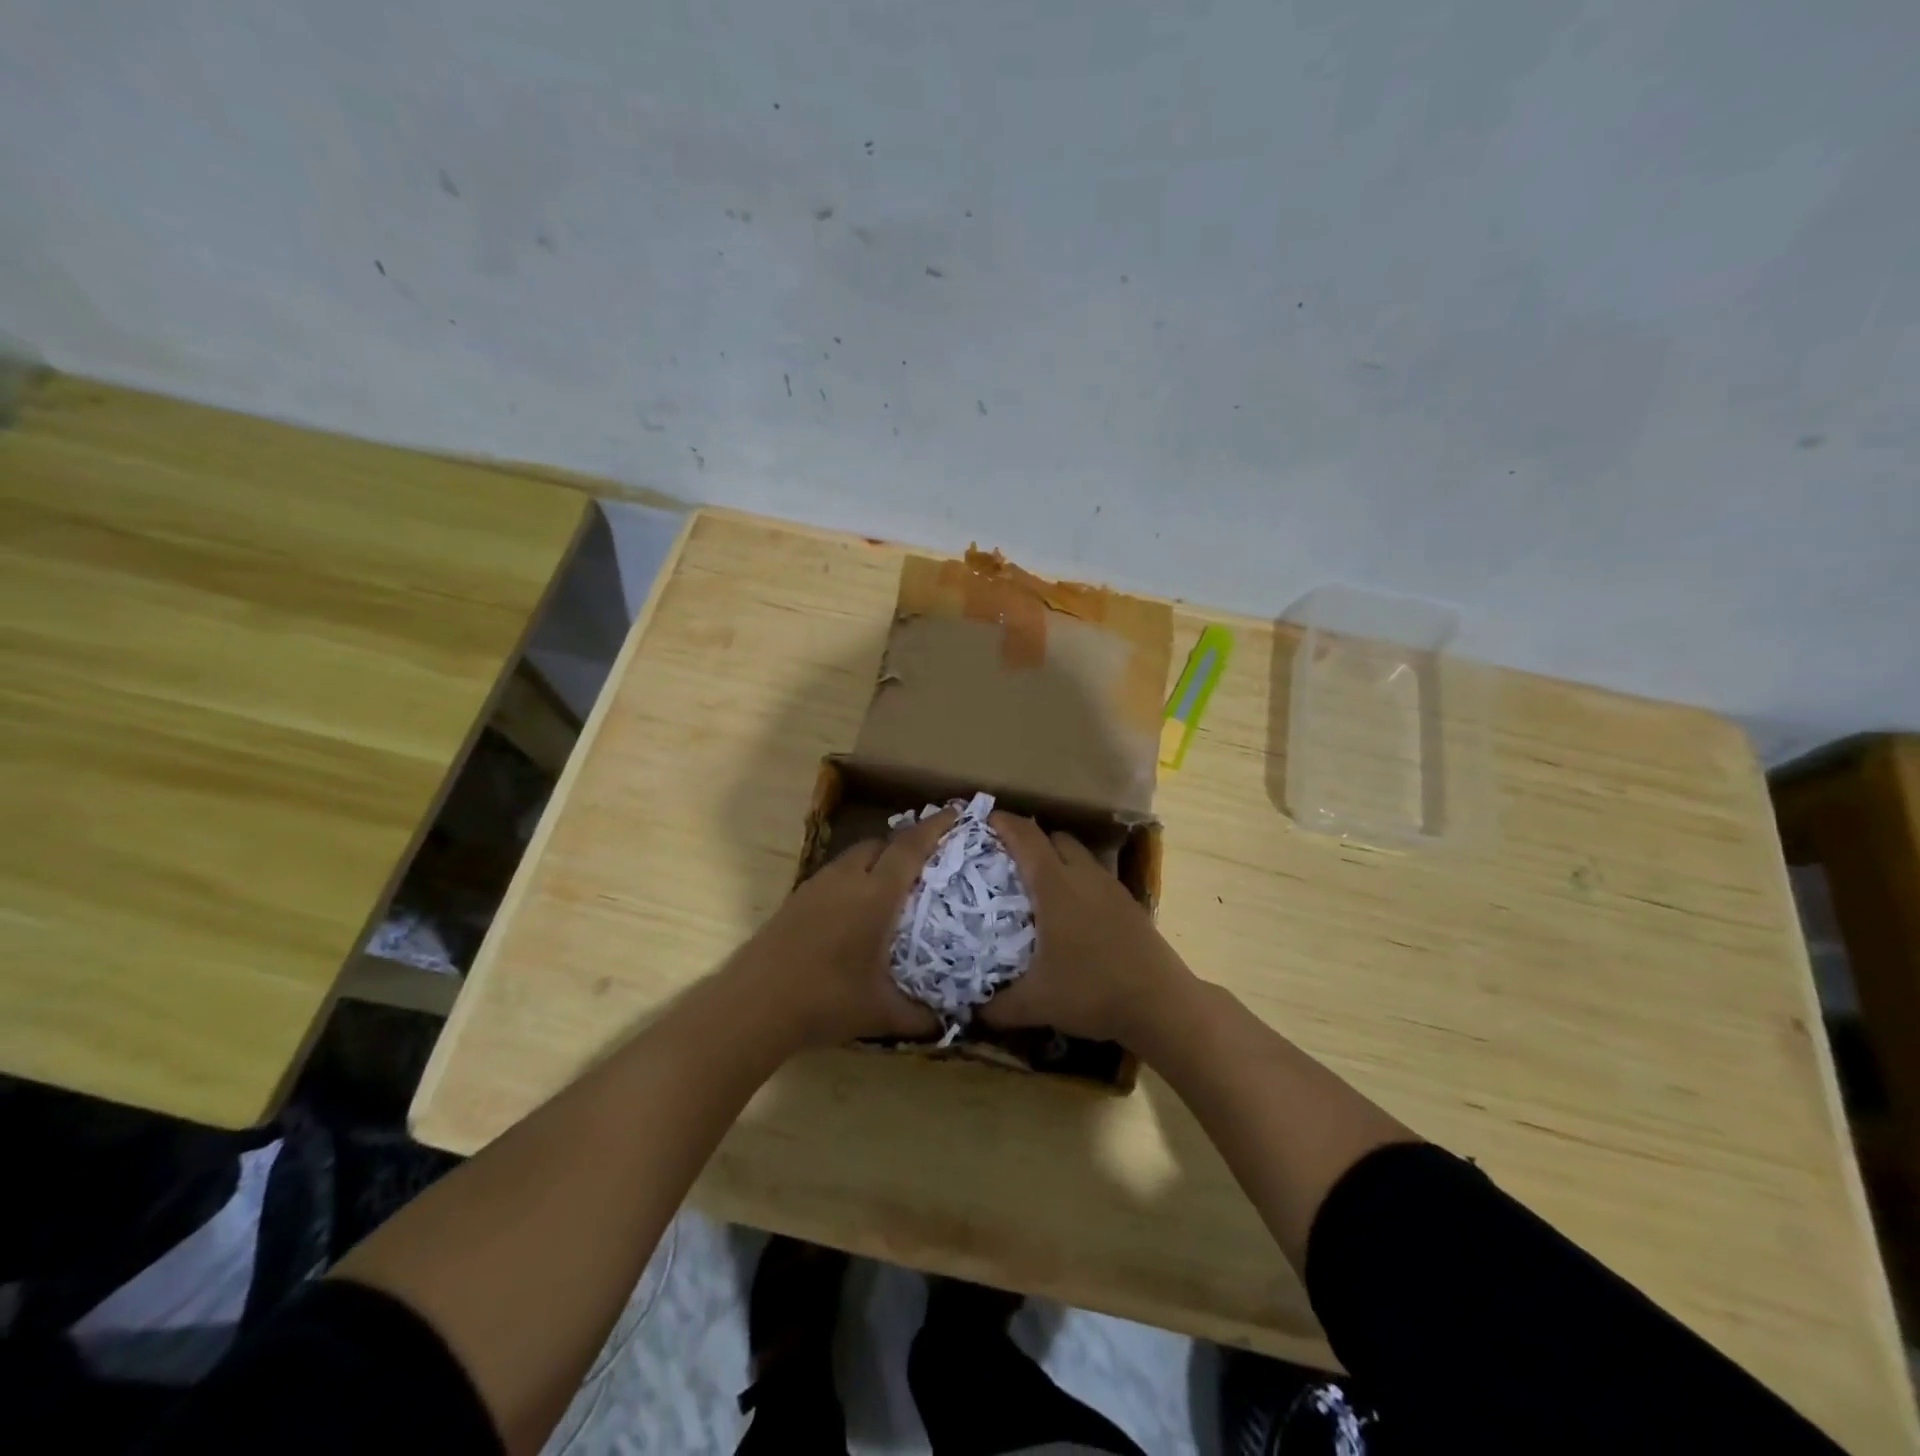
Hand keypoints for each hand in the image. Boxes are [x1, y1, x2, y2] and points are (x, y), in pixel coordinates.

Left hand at [732, 808, 957, 1050]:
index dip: (934, 827)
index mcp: (875, 895)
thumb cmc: (826, 1000)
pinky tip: (856, 908)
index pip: (910, 848)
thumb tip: (949, 1025)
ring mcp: (817, 886)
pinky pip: (835, 873)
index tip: (954, 812)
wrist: (754, 1005)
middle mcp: (847, 879)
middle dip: (905, 843)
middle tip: (927, 858)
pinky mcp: (797, 899)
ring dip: (877, 858)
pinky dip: (854, 876)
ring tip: (893, 882)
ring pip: (853, 856)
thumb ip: (920, 1017)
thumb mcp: (881, 1013)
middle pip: (880, 844)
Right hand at [980, 812, 1193, 1045]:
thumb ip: (998, 1007)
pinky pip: (1095, 876)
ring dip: (1057, 859)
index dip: (1003, 823)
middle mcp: (1083, 876)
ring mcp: (1110, 887)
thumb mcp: (1036, 1003)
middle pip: (1055, 837)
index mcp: (1055, 886)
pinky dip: (1078, 880)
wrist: (1161, 1004)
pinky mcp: (1129, 903)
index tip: (984, 821)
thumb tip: (973, 1012)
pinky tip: (1072, 913)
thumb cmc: (1092, 991)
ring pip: (1079, 855)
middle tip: (1008, 861)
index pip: (1025, 837)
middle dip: (1030, 840)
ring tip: (1038, 886)